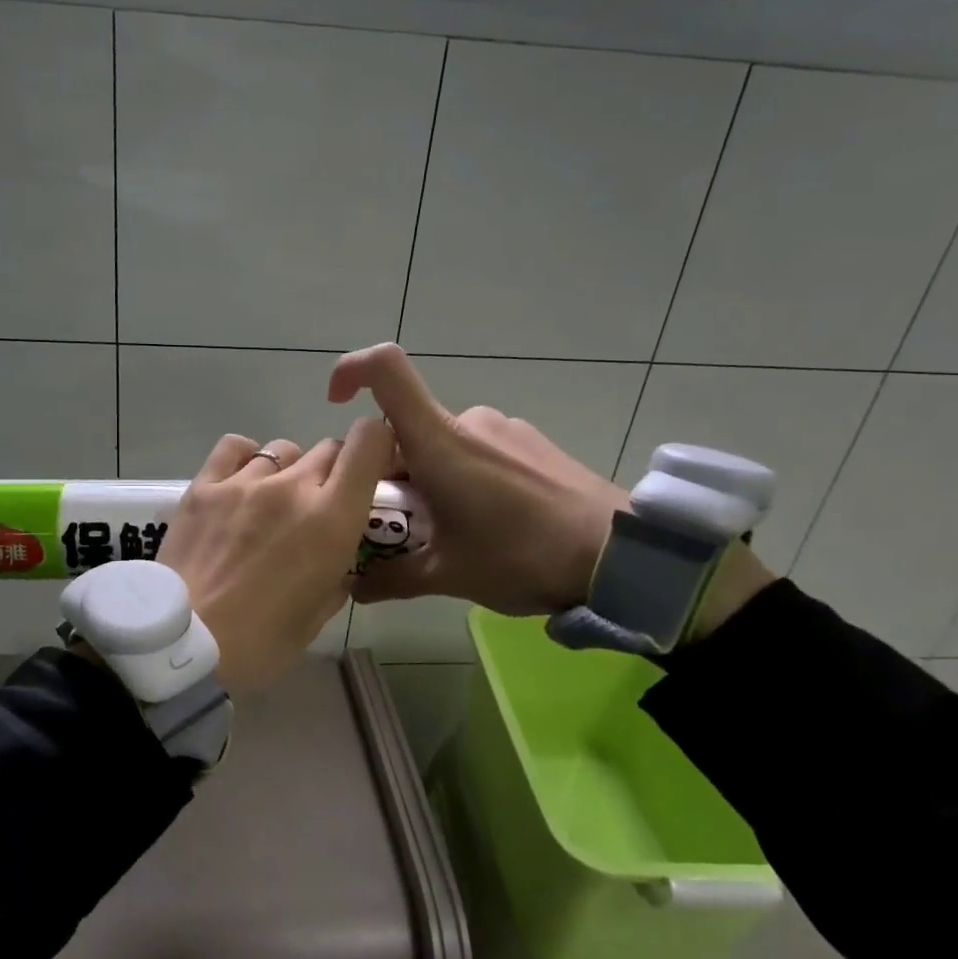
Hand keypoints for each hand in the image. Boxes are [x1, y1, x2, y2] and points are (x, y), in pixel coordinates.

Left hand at [157, 419, 396, 692]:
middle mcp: (292, 486)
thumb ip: (338, 574)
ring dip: (290, 470)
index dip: (377, 446)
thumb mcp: (319, 613)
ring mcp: (244, 482)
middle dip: (334, 471)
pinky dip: (245, 458)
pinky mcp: (204, 486)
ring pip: (284, 449)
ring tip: (273, 502)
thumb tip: (338, 559)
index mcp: (331, 518)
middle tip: (319, 505)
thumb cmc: (262, 641)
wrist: (186, 644)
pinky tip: (240, 482)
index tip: (371, 471)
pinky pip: (234, 447)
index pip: (368, 442)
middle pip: (328, 448)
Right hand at [327, 343, 628, 615]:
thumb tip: (353, 588)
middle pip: (407, 429)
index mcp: (439, 442)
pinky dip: (464, 477)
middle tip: (404, 526)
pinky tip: (491, 522)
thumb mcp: (449, 576)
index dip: (351, 371)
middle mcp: (469, 421)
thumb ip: (393, 579)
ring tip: (452, 533)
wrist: (622, 556)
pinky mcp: (531, 442)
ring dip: (430, 480)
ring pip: (443, 445)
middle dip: (392, 473)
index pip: (386, 370)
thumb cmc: (522, 556)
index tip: (335, 403)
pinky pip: (478, 451)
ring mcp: (504, 428)